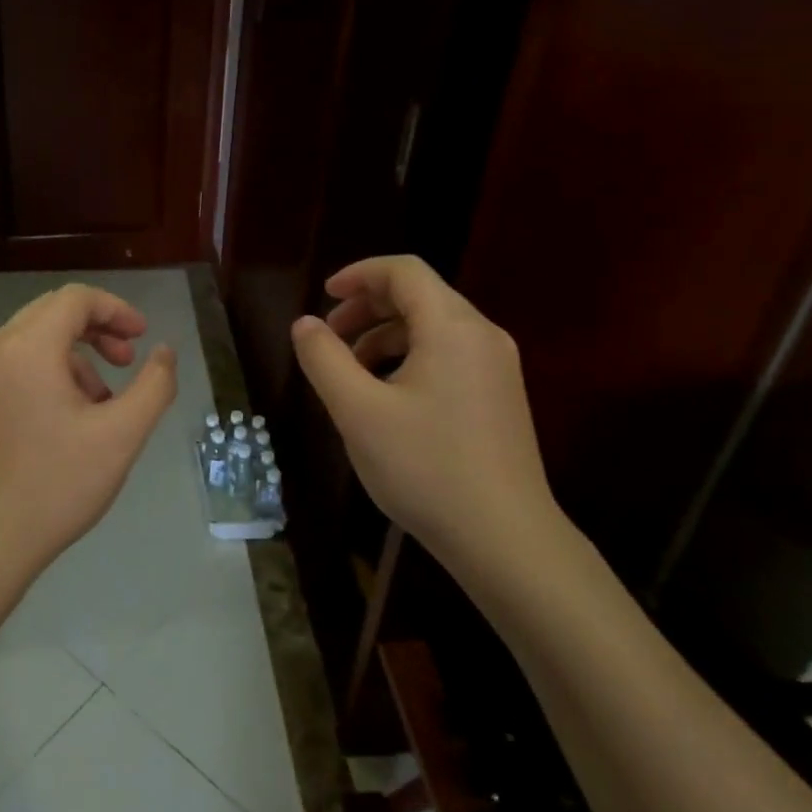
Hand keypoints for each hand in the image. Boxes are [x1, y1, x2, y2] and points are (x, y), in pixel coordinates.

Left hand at [0, 284, 177, 665]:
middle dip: (95, 330)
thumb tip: (165, 352)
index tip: (141, 337)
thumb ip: (154, 386)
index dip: (116, 309)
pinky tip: (58, 424)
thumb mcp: (120, 437)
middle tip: (125, 362)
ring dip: (70, 358)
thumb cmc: (54, 487)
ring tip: (98, 405)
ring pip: (28, 344)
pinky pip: (8, 371)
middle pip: (49, 314)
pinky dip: (41, 377)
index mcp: (27, 348)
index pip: (76, 299)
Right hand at [290, 255, 572, 607]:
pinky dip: (410, 358)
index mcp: (452, 328)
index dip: (359, 274)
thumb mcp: (358, 411)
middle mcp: (482, 336)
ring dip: (385, 335)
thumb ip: (324, 359)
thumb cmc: (426, 468)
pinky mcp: (500, 397)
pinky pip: (449, 355)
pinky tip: (386, 397)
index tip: (323, 296)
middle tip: (329, 336)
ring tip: (350, 371)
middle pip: (420, 295)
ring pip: (434, 327)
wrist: (506, 540)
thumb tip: (304, 324)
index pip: (404, 271)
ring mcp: (497, 367)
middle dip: (368, 307)